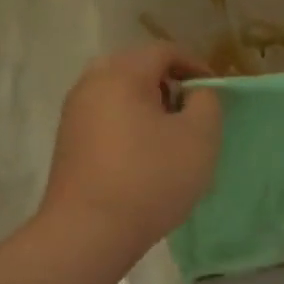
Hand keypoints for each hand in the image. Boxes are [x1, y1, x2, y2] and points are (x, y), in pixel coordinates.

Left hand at [41, 42, 221, 251]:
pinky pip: (106, 119)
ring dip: (148, 107)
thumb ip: (207, 103)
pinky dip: (129, 126)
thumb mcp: (200, 137)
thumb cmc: (151, 178)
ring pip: (118, 95)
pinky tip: (144, 158)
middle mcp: (91, 85)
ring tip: (170, 137)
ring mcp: (74, 115)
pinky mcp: (68, 144)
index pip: (164, 51)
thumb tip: (195, 94)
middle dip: (168, 84)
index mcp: (121, 74)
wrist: (89, 232)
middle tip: (190, 111)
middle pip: (136, 68)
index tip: (215, 92)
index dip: (196, 65)